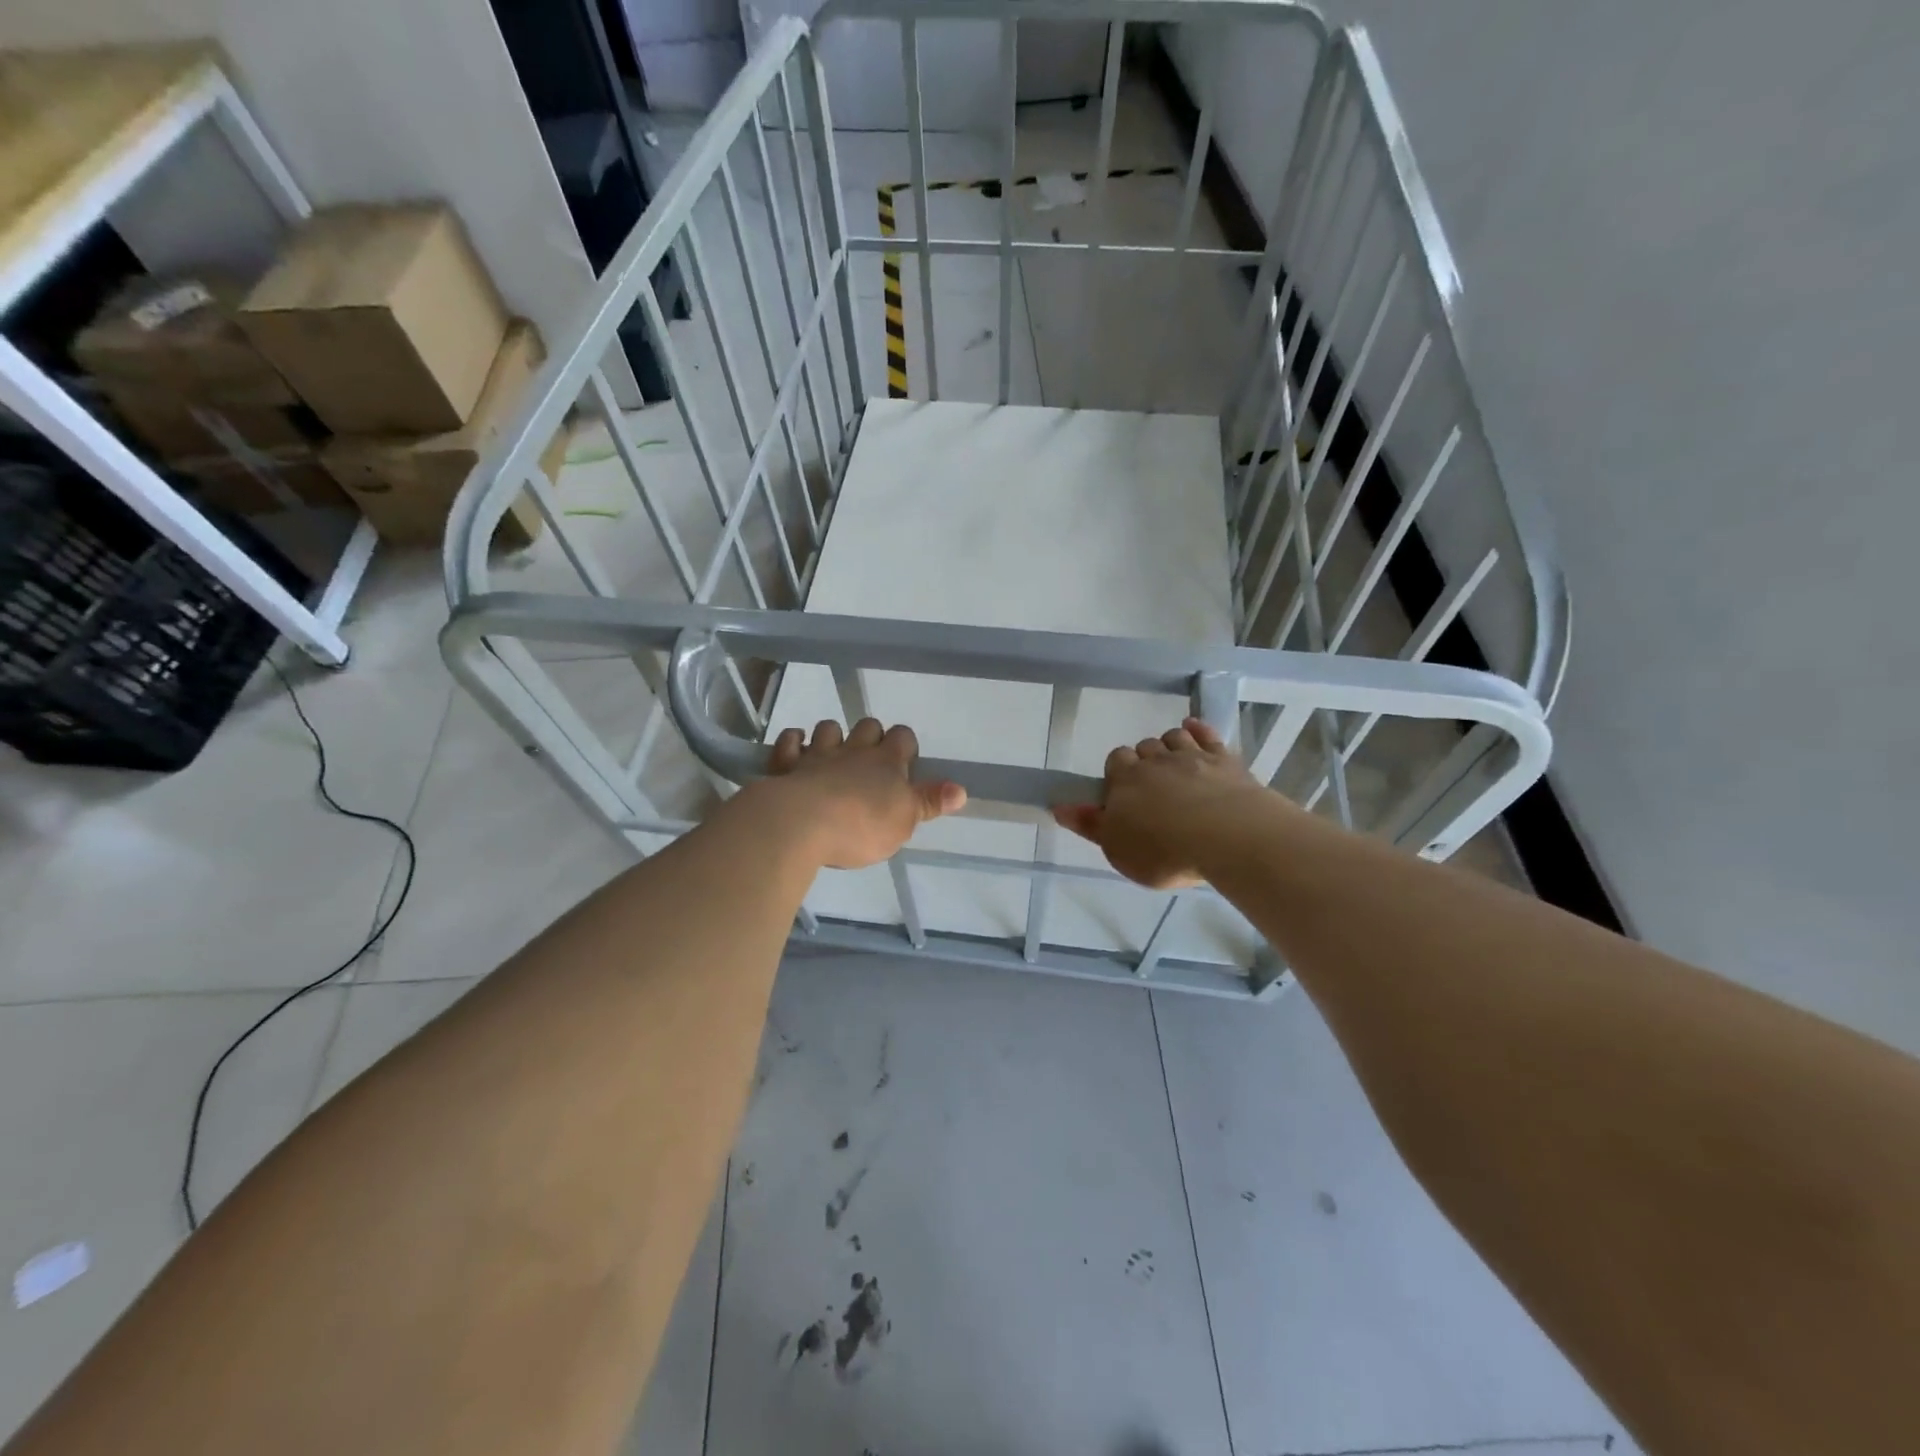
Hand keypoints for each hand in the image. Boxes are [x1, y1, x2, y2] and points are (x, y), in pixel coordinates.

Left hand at [762, 718, 965, 869]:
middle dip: (870, 735)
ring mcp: (818, 754)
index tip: (904, 760)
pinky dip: (792, 743)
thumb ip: (930, 802)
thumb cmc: (862, 826)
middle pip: (867, 726)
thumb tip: (961, 789)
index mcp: (886, 763)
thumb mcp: (905, 820)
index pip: (903, 738)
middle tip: (869, 759)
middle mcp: (854, 751)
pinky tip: (795, 751)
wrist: (802, 824)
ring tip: (832, 754)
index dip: (904, 745)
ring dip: (831, 736)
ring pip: (828, 728)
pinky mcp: (786, 765)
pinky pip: (789, 742)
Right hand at [1053, 718, 1271, 888]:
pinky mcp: (1225, 759)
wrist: (1226, 837)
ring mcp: (1192, 756)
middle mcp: (1156, 761)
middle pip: (1143, 747)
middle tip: (1152, 786)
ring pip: (1173, 737)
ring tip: (1174, 764)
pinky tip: (1194, 728)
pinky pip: (1207, 735)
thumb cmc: (1163, 851)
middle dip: (1145, 760)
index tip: (1124, 792)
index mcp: (1126, 781)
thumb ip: (1090, 826)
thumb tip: (1059, 807)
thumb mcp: (1117, 849)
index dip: (1118, 772)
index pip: (1115, 760)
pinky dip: (1198, 730)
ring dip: (1170, 745)